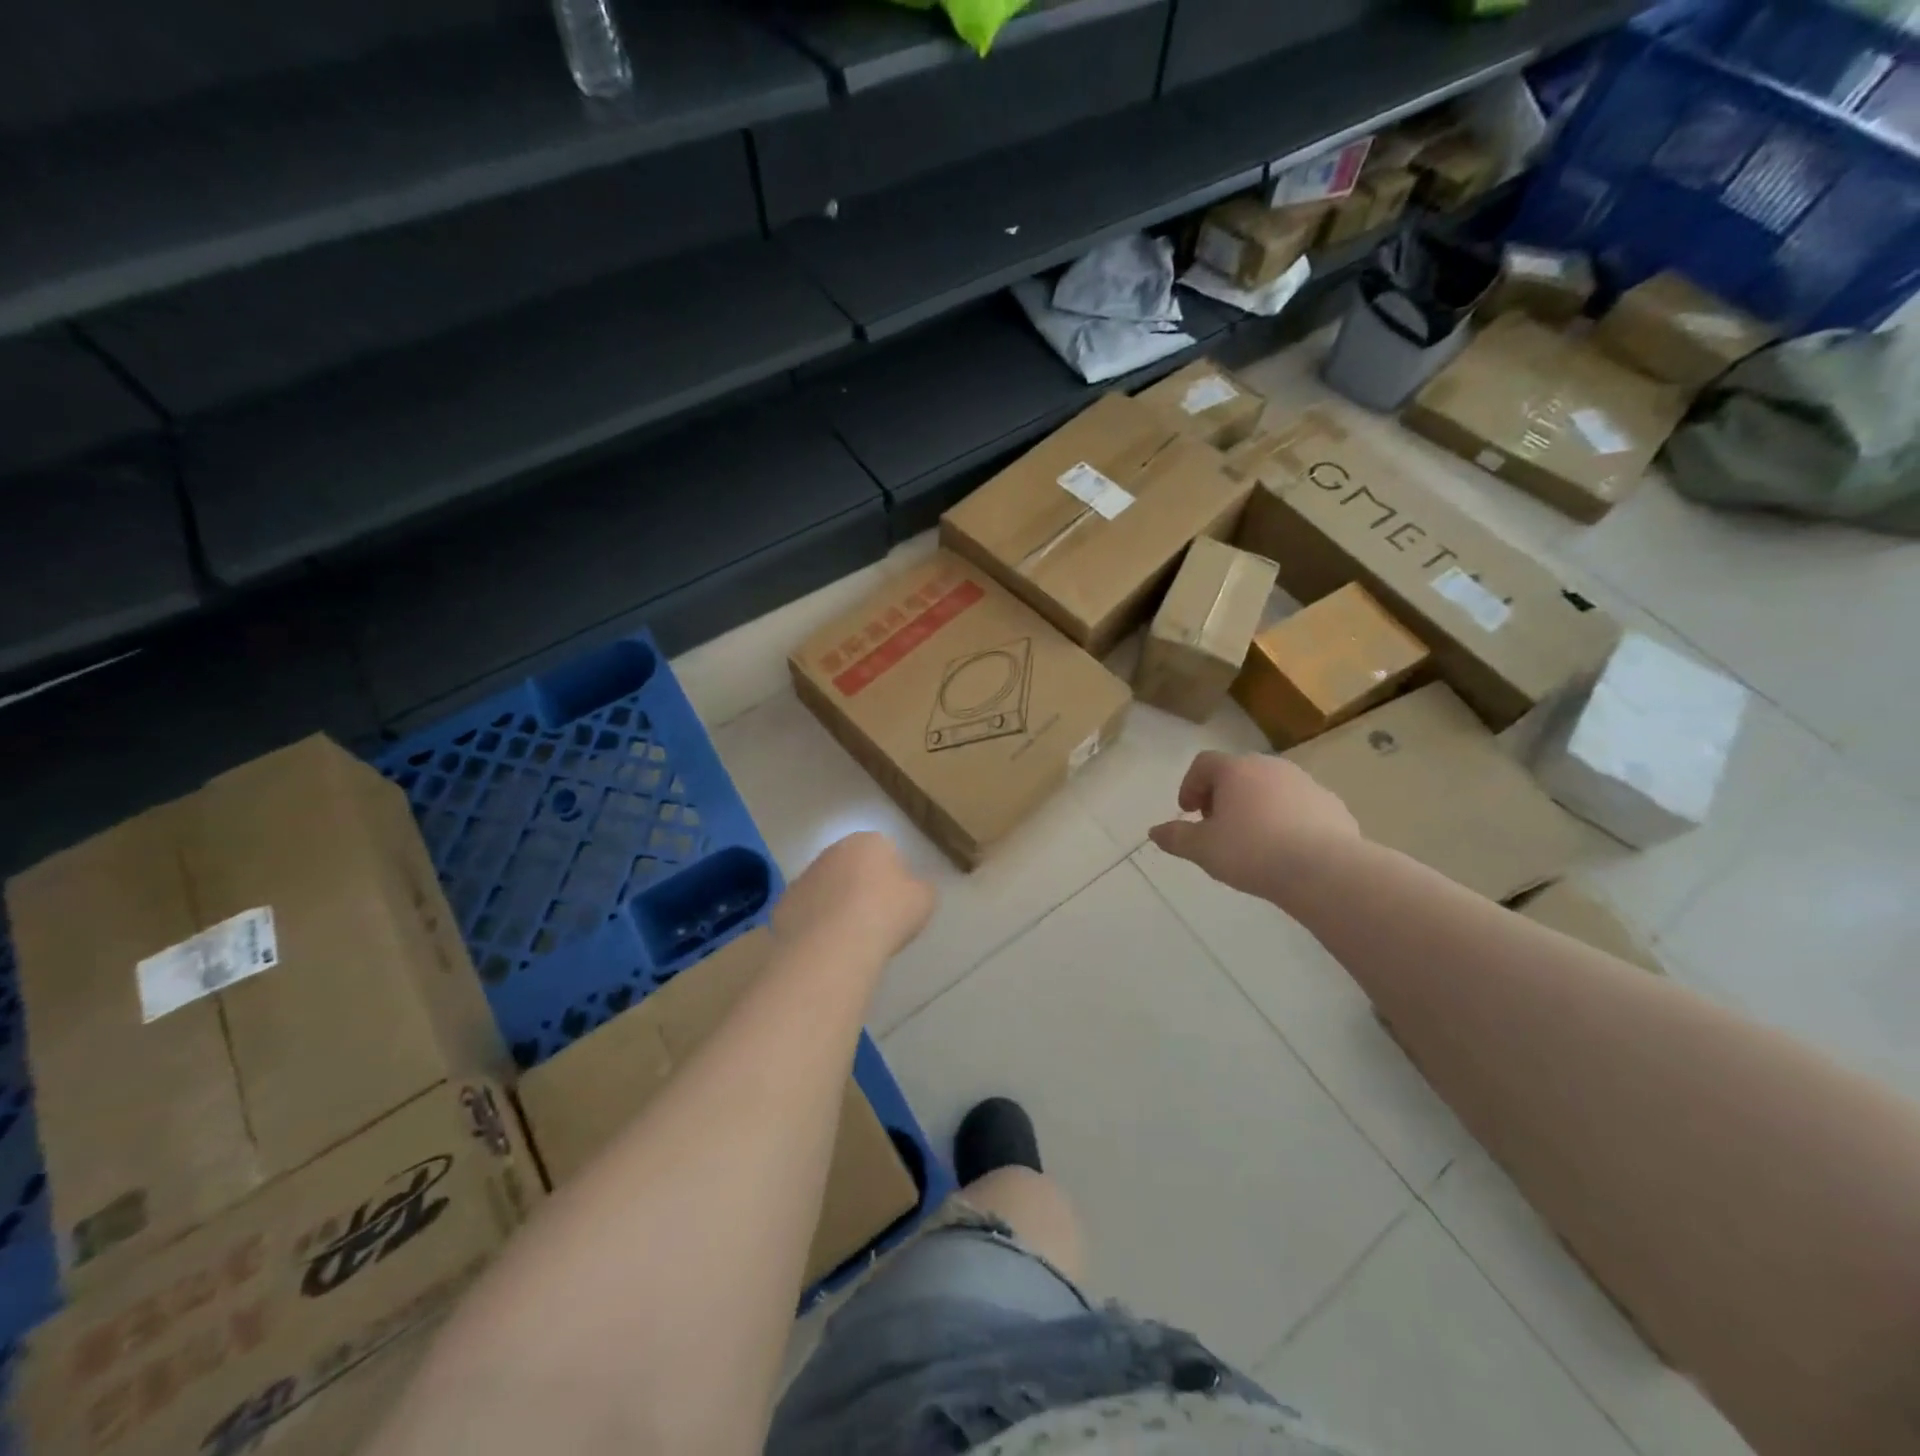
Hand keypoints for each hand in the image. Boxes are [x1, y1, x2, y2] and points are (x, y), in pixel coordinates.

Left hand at [773, 831, 935, 961]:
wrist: (833, 945)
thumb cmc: (887, 914)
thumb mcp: (924, 900)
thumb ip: (920, 888)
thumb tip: (910, 890)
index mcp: (869, 842)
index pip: (886, 851)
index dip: (893, 878)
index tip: (897, 904)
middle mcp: (833, 851)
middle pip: (852, 867)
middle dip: (861, 888)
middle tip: (875, 920)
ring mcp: (804, 877)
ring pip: (826, 889)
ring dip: (836, 906)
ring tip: (850, 939)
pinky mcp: (783, 905)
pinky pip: (806, 913)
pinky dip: (815, 926)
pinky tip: (826, 947)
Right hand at [1148, 751, 1360, 903]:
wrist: (1324, 870)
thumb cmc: (1252, 852)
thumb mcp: (1203, 849)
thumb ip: (1176, 837)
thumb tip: (1154, 832)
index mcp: (1236, 770)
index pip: (1204, 763)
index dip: (1190, 785)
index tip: (1188, 813)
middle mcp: (1270, 767)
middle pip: (1238, 772)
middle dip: (1222, 795)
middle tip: (1217, 825)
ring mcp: (1305, 783)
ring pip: (1270, 788)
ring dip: (1255, 805)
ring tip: (1252, 839)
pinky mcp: (1332, 804)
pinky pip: (1299, 806)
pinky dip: (1286, 819)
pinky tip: (1286, 848)